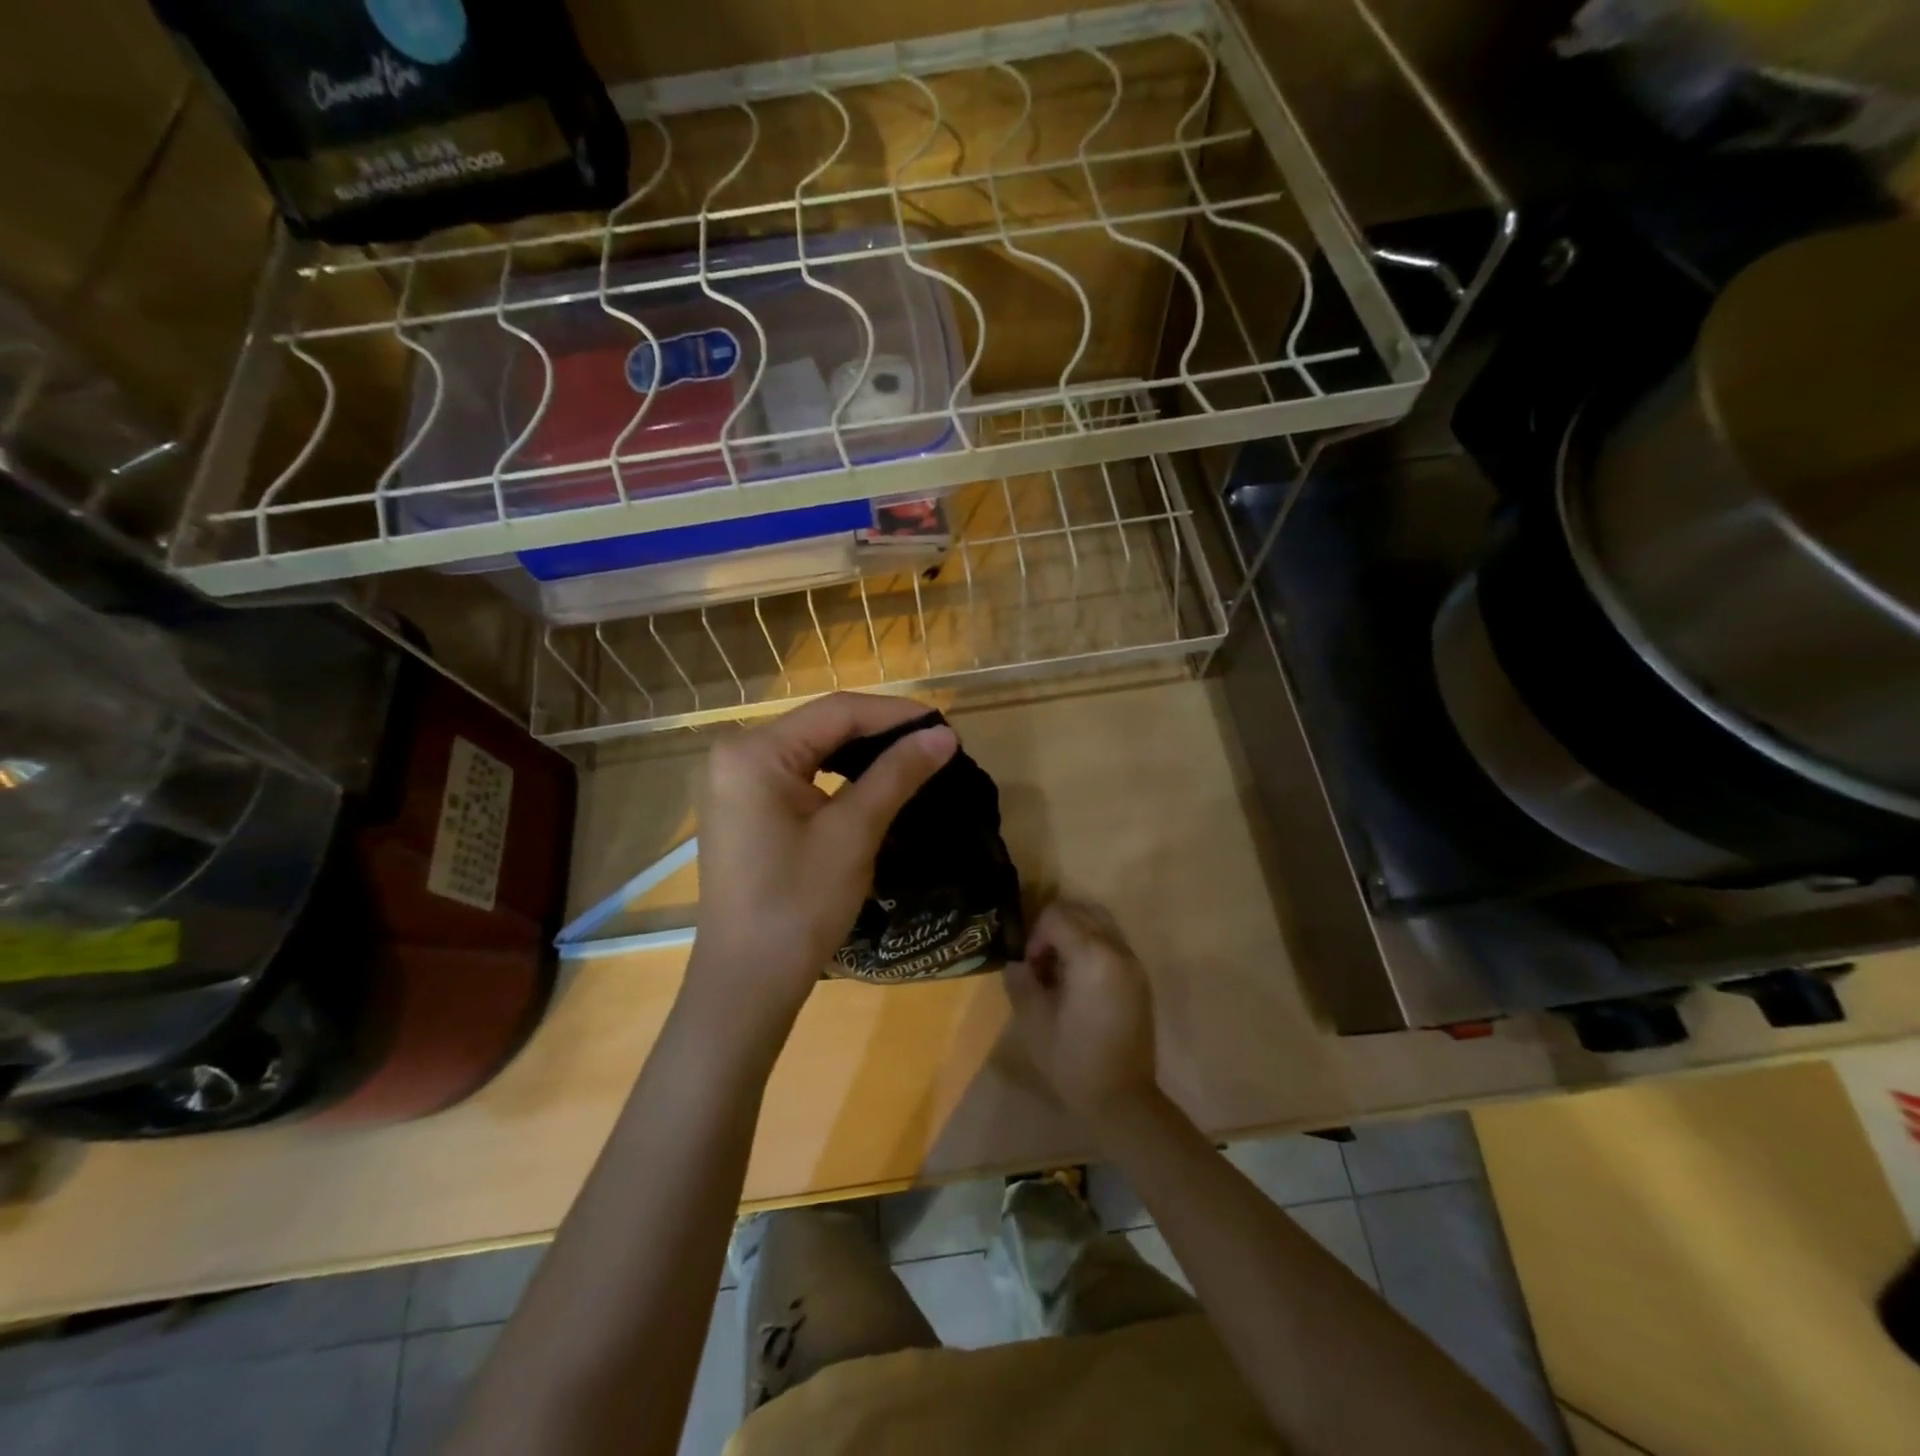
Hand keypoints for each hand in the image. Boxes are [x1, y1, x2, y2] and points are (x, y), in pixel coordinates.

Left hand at [688, 694, 957, 1022]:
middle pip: (821, 725)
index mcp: (754, 752)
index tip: (945, 725)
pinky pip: (796, 774)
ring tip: (912, 758)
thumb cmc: (798, 905)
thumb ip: (897, 774)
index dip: (895, 714)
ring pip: (810, 748)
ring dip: (860, 751)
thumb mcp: (853, 833)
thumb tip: (943, 735)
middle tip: (934, 743)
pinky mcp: (741, 807)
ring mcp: (733, 782)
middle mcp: (735, 754)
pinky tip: (870, 780)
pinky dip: (835, 774)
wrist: (747, 982)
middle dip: (879, 731)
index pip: (836, 711)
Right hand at [1003, 899, 1158, 1129]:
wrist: (1123, 1100)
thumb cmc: (1074, 1062)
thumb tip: (1017, 963)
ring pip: (1100, 922)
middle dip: (1054, 927)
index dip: (1035, 935)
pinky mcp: (1139, 978)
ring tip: (1059, 970)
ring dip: (1074, 933)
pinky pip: (1112, 942)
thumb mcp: (1034, 1021)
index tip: (1029, 967)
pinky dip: (1092, 946)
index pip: (1057, 915)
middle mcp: (1118, 950)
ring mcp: (1133, 963)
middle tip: (1040, 962)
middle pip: (1081, 910)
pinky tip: (1078, 982)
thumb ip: (1021, 981)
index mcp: (1093, 956)